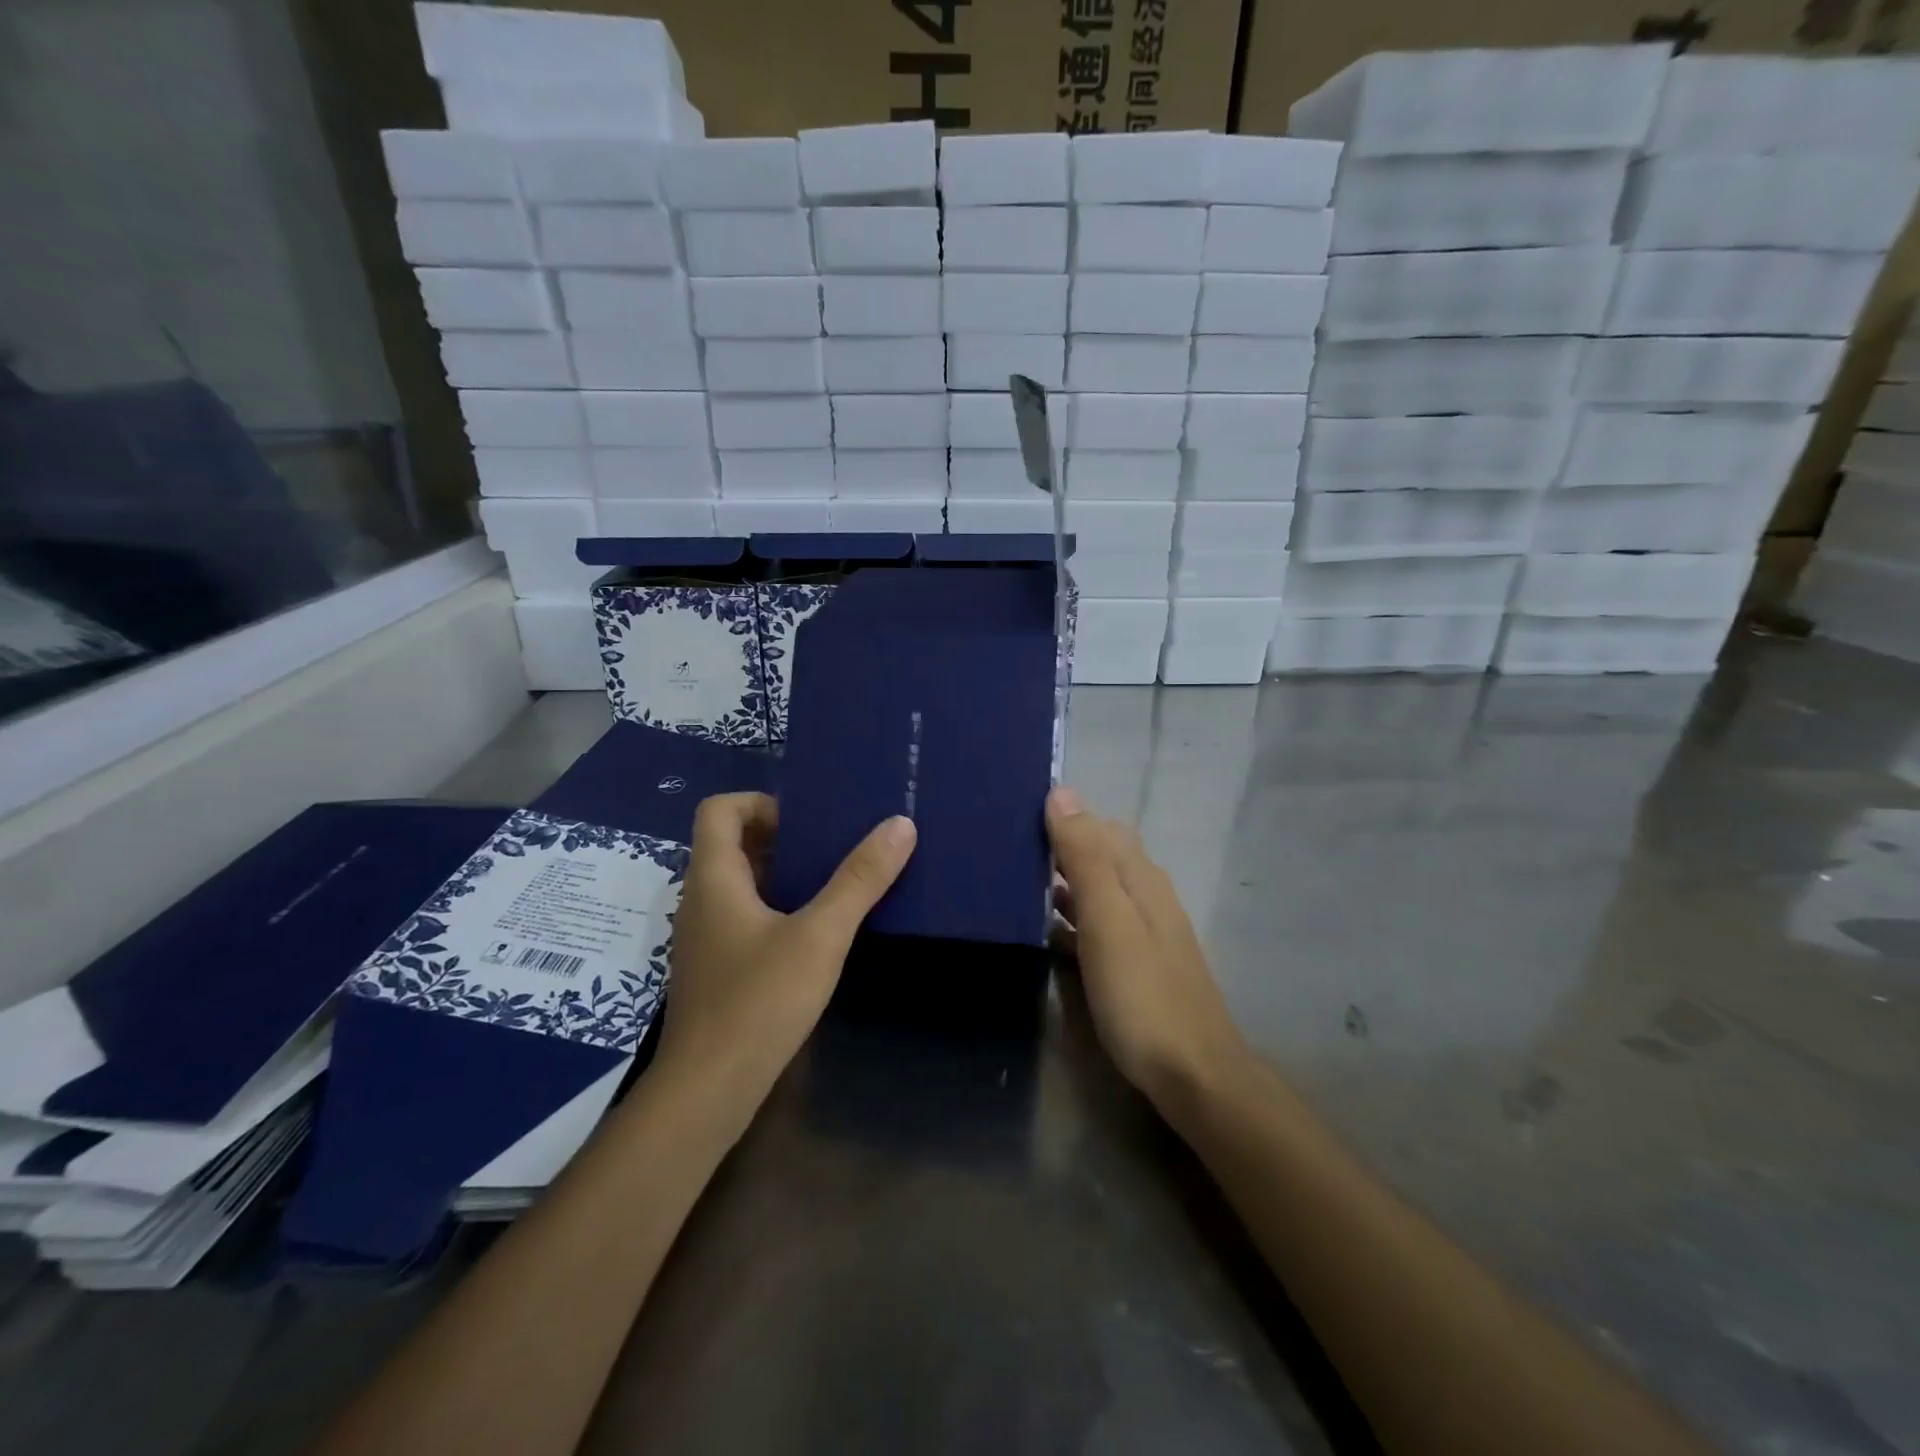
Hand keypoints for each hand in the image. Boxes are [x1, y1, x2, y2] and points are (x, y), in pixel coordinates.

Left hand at [656, 793, 914, 1117]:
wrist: (707, 1092)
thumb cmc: (758, 1001)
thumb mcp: (821, 935)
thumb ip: (860, 879)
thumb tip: (900, 824)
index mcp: (714, 878)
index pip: (719, 810)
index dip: (760, 802)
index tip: (808, 822)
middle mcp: (701, 899)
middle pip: (731, 843)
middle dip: (782, 837)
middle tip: (833, 847)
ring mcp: (705, 937)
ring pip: (739, 883)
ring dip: (781, 874)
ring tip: (832, 883)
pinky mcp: (715, 969)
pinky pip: (743, 917)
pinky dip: (776, 908)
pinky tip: (815, 934)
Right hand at [1046, 786, 1251, 1111]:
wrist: (1193, 1074)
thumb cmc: (1142, 994)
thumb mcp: (1108, 919)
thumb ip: (1085, 857)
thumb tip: (1062, 792)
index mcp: (1141, 876)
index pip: (1100, 825)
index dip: (1062, 816)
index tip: (1015, 815)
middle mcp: (1146, 894)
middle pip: (1100, 853)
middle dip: (1059, 845)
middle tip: (1007, 847)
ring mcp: (1143, 930)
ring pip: (1097, 888)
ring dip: (1062, 881)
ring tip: (1015, 881)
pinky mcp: (1135, 962)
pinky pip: (1096, 923)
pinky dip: (1070, 916)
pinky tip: (1045, 929)